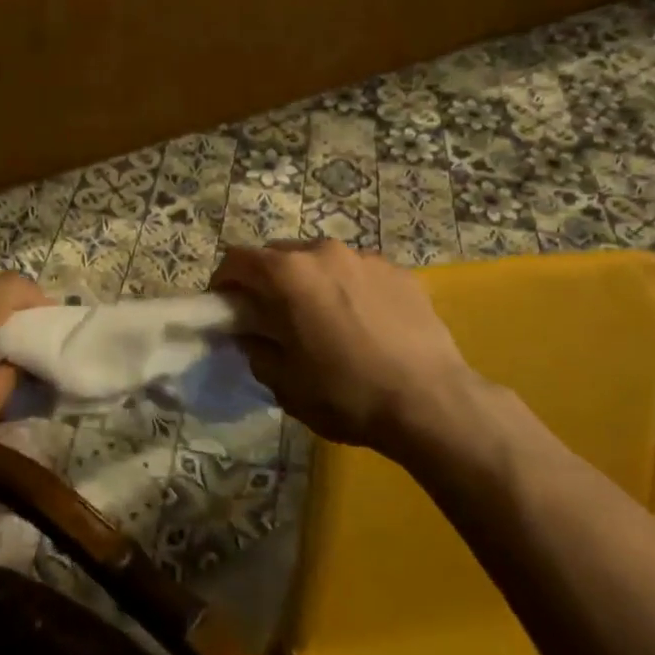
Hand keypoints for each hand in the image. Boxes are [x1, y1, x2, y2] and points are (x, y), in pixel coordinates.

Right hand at [212, 240, 482, 455]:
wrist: (431, 402)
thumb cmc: (346, 394)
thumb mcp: (284, 383)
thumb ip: (256, 348)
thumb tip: (250, 334)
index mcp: (288, 274)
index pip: (237, 259)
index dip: (224, 281)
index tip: (225, 307)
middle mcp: (323, 252)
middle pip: (279, 254)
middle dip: (267, 280)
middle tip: (271, 316)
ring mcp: (364, 258)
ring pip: (320, 260)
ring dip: (309, 282)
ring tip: (322, 319)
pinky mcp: (398, 271)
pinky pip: (357, 272)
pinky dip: (347, 288)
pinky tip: (362, 324)